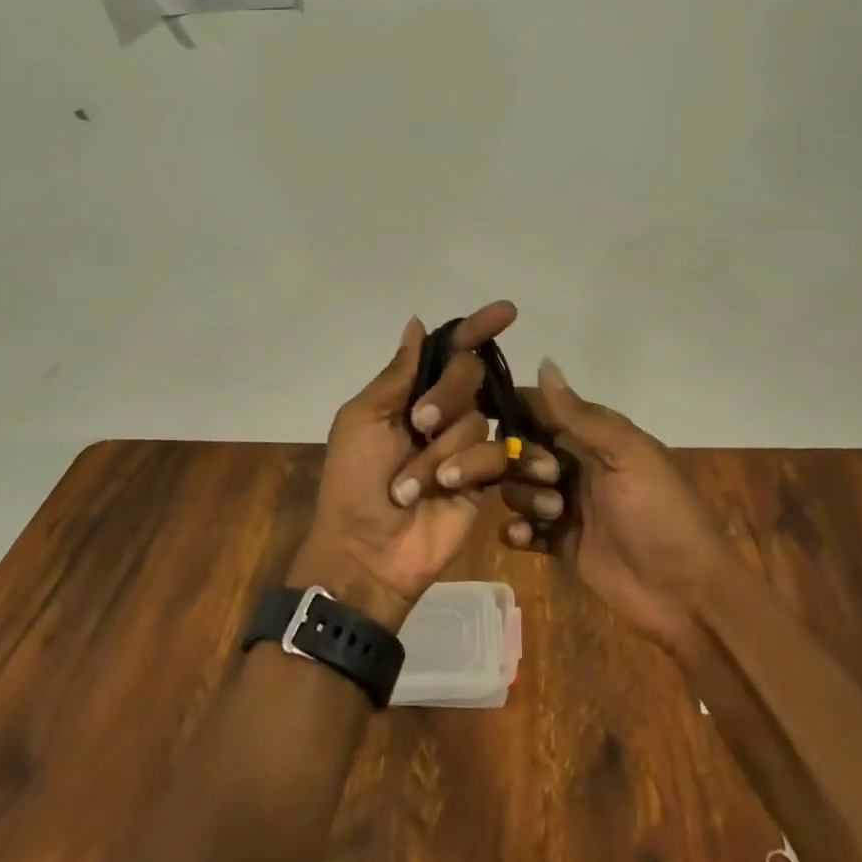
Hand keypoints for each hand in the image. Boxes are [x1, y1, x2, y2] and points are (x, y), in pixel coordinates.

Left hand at [289, 303, 520, 631]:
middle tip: (419, 423)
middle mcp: (443, 413)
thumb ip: (397, 373)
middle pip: (469, 375)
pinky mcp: (485, 480)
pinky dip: (471, 467)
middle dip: (446, 395)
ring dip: (441, 450)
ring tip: (412, 486)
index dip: (477, 328)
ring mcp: (466, 446)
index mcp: (410, 393)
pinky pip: (495, 455)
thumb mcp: (363, 419)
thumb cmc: (353, 481)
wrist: (366, 550)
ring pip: (477, 419)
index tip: (508, 310)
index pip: (451, 350)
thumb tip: (416, 322)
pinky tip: (449, 487)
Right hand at [500, 359, 734, 656]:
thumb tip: (544, 362)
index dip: (515, 410)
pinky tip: (526, 538)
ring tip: (554, 515)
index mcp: (595, 437)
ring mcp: (566, 506)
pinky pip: (521, 529)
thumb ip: (580, 415)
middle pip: (521, 449)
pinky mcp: (560, 544)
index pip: (542, 409)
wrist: (687, 594)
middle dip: (520, 460)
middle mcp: (575, 465)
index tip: (486, 415)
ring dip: (525, 497)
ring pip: (518, 488)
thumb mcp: (626, 454)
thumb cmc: (661, 513)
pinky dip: (516, 531)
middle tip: (548, 478)